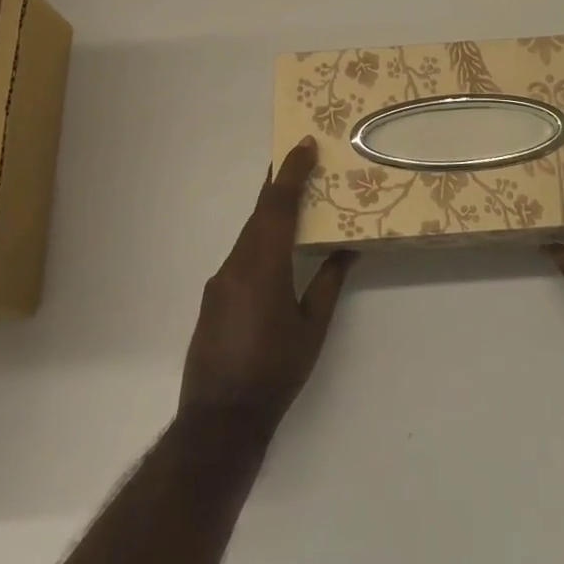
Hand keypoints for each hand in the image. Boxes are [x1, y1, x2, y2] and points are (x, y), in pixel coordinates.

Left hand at [178, 137, 356, 435]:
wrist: (219, 420)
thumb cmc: (275, 372)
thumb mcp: (312, 328)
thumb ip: (329, 282)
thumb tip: (349, 249)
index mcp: (263, 266)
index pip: (277, 205)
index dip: (291, 171)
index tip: (305, 143)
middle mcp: (236, 264)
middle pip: (260, 213)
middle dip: (280, 183)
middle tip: (302, 159)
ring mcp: (220, 280)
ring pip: (249, 233)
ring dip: (270, 212)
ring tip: (295, 199)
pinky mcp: (213, 297)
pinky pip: (241, 254)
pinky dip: (260, 238)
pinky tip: (276, 249)